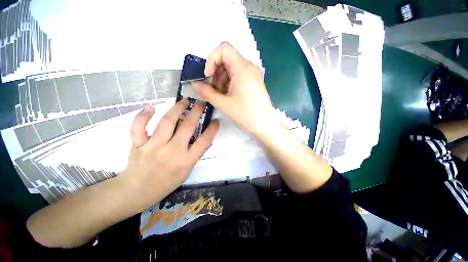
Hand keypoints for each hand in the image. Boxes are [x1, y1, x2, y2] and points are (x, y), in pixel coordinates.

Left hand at [118, 100, 218, 208]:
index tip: (216, 120)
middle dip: (196, 112)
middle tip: (200, 103)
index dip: (212, 129)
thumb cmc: (166, 183)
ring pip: (166, 122)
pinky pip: (139, 127)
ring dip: (177, 109)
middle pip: (187, 127)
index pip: (204, 141)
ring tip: (183, 101)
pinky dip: (143, 116)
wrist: (136, 192)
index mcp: (186, 160)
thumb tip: (205, 140)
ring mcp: (153, 147)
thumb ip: (196, 154)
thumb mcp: (187, 171)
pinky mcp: (138, 145)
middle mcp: (172, 151)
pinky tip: (152, 108)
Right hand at [192, 42, 275, 135]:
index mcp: (243, 68)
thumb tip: (194, 84)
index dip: (211, 59)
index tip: (208, 76)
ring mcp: (253, 74)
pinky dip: (229, 82)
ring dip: (221, 79)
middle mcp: (249, 67)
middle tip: (212, 89)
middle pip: (227, 59)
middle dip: (215, 72)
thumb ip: (207, 92)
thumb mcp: (224, 104)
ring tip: (220, 95)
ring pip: (232, 68)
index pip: (223, 48)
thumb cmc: (246, 115)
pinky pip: (238, 76)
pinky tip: (228, 95)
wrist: (265, 125)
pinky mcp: (254, 82)